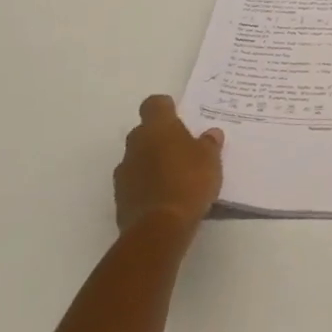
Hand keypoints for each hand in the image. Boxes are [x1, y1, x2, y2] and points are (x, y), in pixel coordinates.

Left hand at [115, 95, 223, 233]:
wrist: (159, 228)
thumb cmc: (189, 182)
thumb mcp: (211, 159)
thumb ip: (210, 143)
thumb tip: (211, 134)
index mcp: (157, 127)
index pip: (154, 104)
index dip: (166, 107)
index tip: (178, 115)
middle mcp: (136, 143)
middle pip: (145, 131)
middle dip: (160, 137)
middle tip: (183, 149)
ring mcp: (124, 171)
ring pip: (138, 157)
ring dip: (152, 162)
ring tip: (175, 177)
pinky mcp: (120, 197)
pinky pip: (135, 182)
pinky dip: (146, 185)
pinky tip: (164, 197)